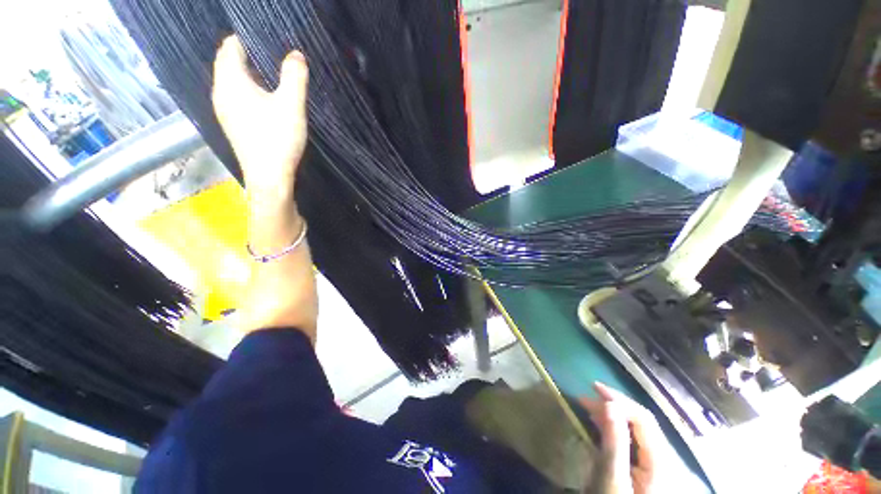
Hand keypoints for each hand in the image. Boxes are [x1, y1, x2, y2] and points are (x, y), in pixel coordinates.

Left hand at [212, 35, 308, 203]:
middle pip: (229, 62)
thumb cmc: (278, 139)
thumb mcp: (291, 105)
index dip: (248, 38)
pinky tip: (267, 100)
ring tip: (274, 76)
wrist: (269, 177)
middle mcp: (221, 92)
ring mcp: (224, 110)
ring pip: (233, 81)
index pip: (231, 46)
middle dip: (249, 54)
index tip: (270, 39)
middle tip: (275, 55)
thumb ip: (294, 76)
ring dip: (250, 74)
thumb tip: (296, 54)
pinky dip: (249, 90)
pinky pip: (236, 96)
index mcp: (231, 81)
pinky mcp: (233, 124)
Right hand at [581, 383, 664, 493]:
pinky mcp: (651, 471)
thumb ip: (614, 443)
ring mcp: (660, 467)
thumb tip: (609, 405)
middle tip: (586, 398)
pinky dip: (618, 429)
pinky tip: (603, 426)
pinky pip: (636, 441)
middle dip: (614, 406)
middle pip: (643, 423)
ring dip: (614, 416)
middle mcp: (666, 461)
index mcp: (662, 463)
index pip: (644, 419)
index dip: (619, 400)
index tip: (593, 389)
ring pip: (639, 430)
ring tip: (590, 408)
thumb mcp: (612, 478)